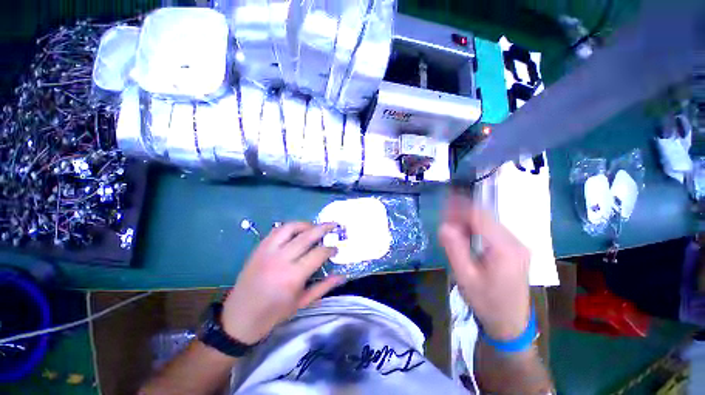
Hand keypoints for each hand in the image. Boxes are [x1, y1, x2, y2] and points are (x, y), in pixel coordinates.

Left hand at [222, 222, 343, 344]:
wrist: (239, 318)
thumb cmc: (274, 314)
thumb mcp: (302, 303)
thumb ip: (323, 287)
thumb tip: (342, 276)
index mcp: (293, 276)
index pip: (318, 253)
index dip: (330, 249)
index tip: (335, 249)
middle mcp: (281, 259)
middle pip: (307, 236)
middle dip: (323, 228)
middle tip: (333, 225)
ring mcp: (268, 251)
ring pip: (290, 227)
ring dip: (305, 224)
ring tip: (314, 227)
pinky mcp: (259, 248)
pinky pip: (276, 230)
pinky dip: (289, 227)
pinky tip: (296, 232)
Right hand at [439, 195, 530, 340]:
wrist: (510, 323)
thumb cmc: (486, 302)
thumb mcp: (465, 277)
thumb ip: (455, 249)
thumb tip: (444, 226)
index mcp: (505, 248)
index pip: (480, 216)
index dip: (460, 207)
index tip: (443, 203)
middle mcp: (515, 242)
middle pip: (485, 217)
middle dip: (462, 213)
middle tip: (443, 217)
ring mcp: (517, 245)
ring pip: (488, 222)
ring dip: (468, 220)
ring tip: (450, 226)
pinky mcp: (514, 249)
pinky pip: (492, 230)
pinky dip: (475, 228)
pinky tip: (464, 234)